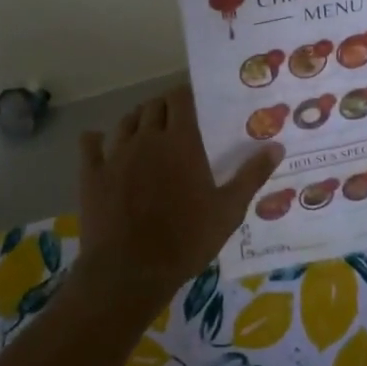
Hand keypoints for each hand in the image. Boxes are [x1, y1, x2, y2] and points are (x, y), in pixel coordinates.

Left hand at [76, 85, 283, 309]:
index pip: (180, 99)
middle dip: (164, 107)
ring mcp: (115, 154)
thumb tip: (276, 146)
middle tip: (175, 121)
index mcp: (180, 141)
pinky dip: (96, 140)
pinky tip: (99, 142)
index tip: (194, 103)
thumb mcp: (228, 211)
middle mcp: (146, 138)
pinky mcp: (92, 174)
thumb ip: (251, 176)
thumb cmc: (186, 240)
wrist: (129, 271)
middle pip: (153, 106)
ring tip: (146, 131)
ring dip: (137, 120)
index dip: (186, 95)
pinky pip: (90, 145)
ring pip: (125, 121)